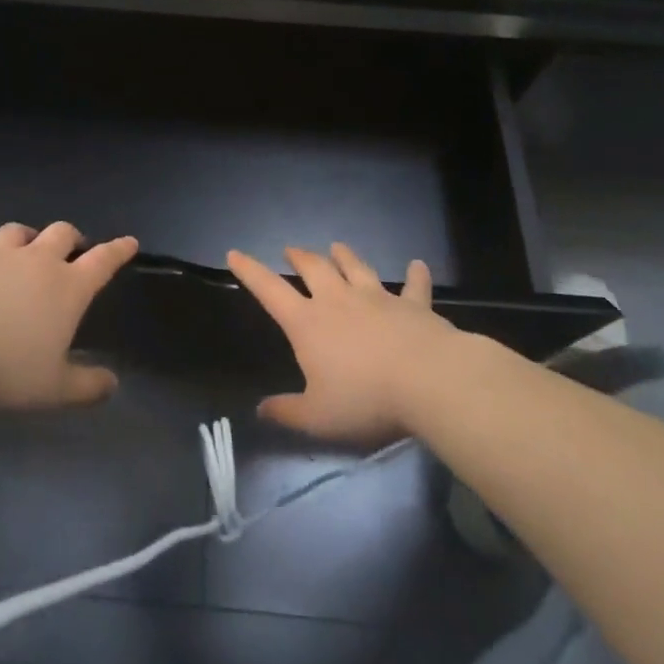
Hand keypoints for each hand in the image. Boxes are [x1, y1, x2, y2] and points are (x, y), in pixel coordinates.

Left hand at [0, 222, 137, 410]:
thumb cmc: (8, 369)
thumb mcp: (54, 388)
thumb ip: (86, 386)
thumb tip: (112, 384)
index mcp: (67, 288)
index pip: (103, 262)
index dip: (118, 251)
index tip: (129, 242)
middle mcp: (35, 262)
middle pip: (61, 233)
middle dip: (70, 237)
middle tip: (71, 247)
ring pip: (15, 231)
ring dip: (23, 235)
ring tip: (23, 243)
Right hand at [228, 243, 457, 443]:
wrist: (428, 381)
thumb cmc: (365, 399)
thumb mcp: (317, 417)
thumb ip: (287, 412)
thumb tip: (261, 409)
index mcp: (308, 323)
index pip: (270, 290)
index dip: (250, 271)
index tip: (235, 254)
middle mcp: (338, 300)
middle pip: (314, 268)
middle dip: (299, 257)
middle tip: (291, 250)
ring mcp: (378, 298)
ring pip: (356, 267)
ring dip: (345, 256)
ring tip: (337, 247)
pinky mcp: (413, 305)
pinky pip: (414, 285)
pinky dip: (415, 274)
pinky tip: (417, 265)